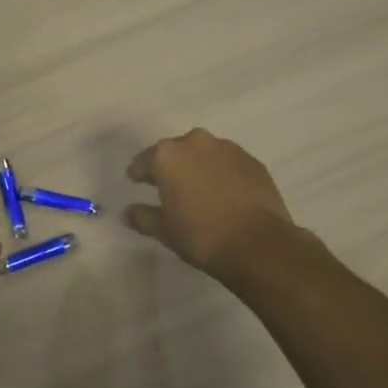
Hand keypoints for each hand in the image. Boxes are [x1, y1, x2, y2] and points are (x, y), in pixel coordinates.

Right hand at [123, 129, 321, 284]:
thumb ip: (142, 217)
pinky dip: (222, 173)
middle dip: (171, 166)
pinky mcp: (252, 161)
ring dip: (198, 167)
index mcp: (167, 156)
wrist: (260, 244)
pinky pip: (228, 163)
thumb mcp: (164, 230)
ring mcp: (227, 149)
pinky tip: (225, 194)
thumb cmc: (202, 235)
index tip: (137, 182)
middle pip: (175, 152)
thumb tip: (127, 212)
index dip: (139, 173)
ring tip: (200, 190)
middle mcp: (195, 142)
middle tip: (170, 188)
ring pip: (204, 154)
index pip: (144, 161)